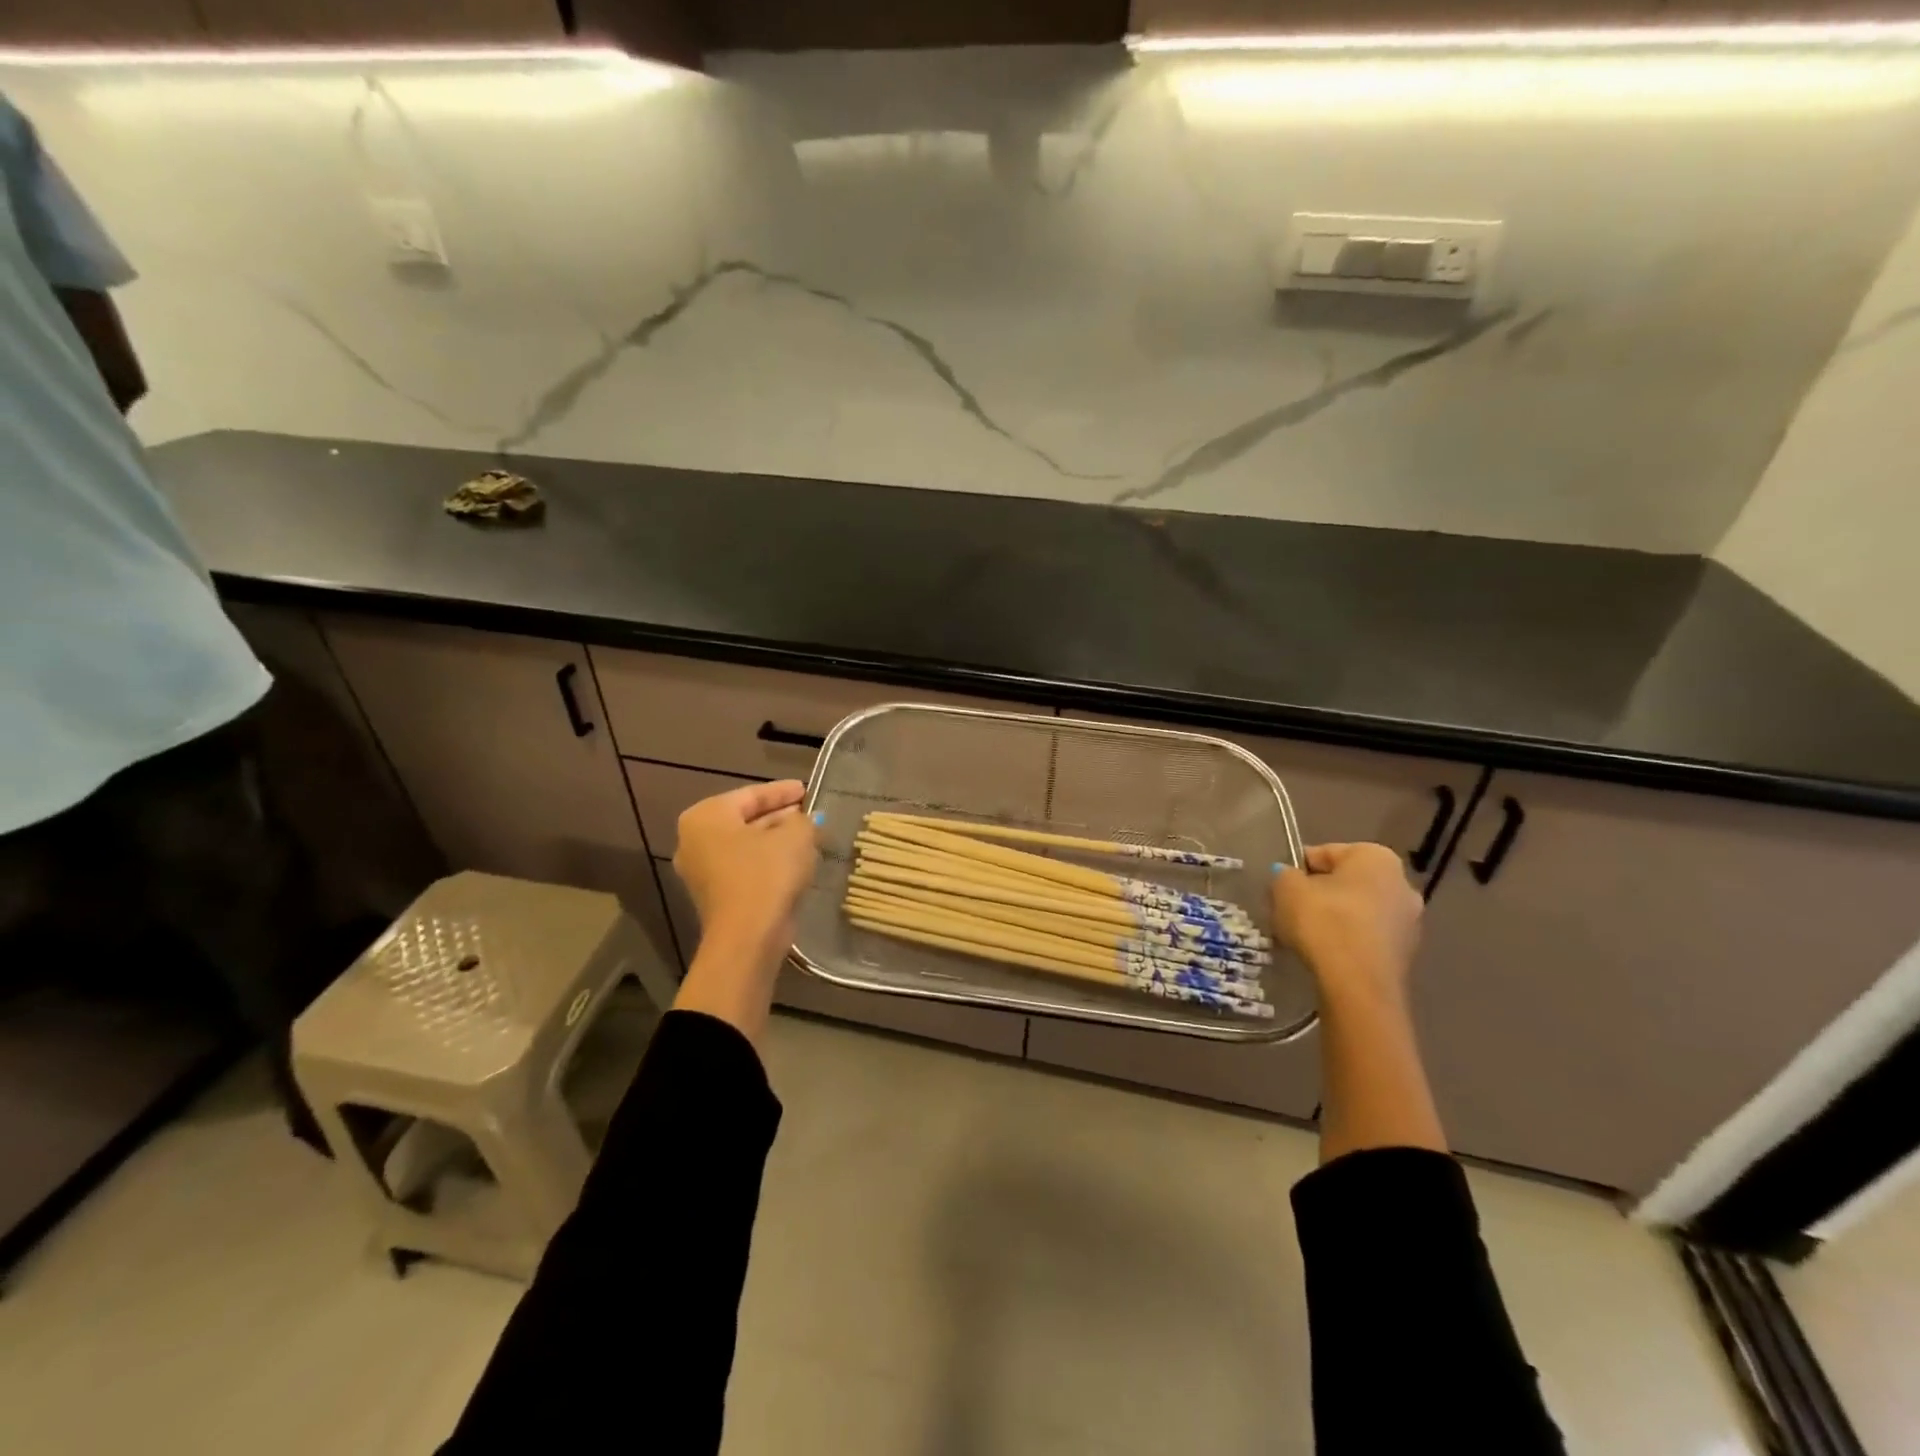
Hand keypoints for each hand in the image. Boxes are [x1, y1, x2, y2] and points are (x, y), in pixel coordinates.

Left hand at [674, 780, 819, 955]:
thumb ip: (802, 820)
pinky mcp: (716, 896)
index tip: (806, 789)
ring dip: (776, 840)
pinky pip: (745, 868)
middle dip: (779, 815)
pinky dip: (768, 861)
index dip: (783, 791)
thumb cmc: (767, 874)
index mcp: (706, 816)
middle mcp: (694, 840)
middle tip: (808, 811)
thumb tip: (802, 821)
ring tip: (808, 835)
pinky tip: (795, 861)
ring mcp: (702, 871)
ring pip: (746, 845)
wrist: (748, 938)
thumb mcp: (795, 835)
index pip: (751, 794)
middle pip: (745, 819)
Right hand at [1272, 843, 1423, 1006]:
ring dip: (1333, 918)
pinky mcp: (1406, 953)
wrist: (1358, 985)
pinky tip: (1325, 954)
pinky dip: (1346, 940)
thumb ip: (1284, 875)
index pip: (1324, 853)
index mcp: (1376, 857)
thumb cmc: (1323, 922)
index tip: (1279, 888)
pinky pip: (1366, 936)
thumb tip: (1289, 877)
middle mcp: (1402, 883)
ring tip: (1303, 936)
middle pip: (1345, 882)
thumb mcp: (1286, 889)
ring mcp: (1410, 921)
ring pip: (1357, 911)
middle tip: (1289, 911)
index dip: (1296, 868)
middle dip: (1318, 894)